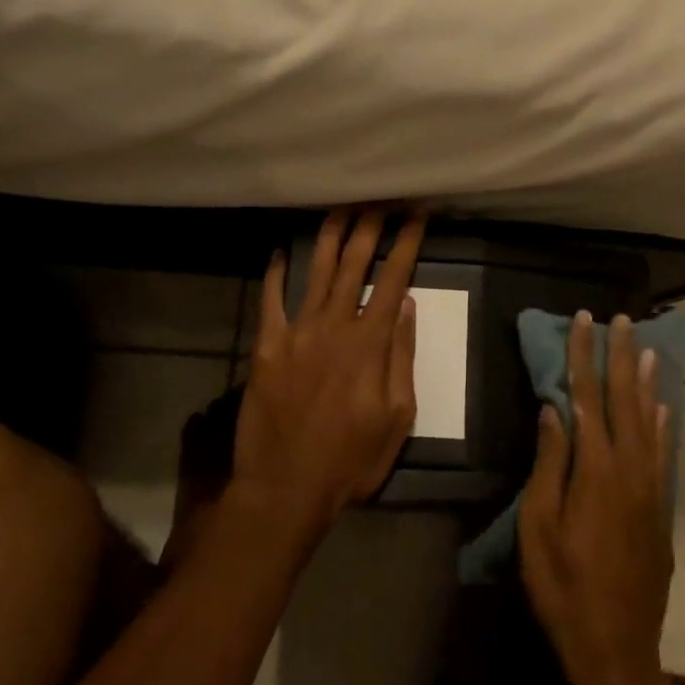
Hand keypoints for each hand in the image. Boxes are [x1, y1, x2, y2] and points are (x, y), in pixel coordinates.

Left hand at [233, 208, 426, 542]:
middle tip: (379, 197)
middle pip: (355, 263)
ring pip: (317, 271)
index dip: (407, 243)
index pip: (393, 278)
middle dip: (370, 225)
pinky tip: (282, 251)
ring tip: (341, 207)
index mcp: (370, 343)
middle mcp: (334, 325)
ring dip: (330, 235)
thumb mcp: (396, 417)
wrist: (285, 488)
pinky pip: (270, 299)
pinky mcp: (266, 345)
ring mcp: (296, 332)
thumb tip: (407, 306)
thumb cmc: (350, 459)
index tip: (417, 215)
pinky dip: (276, 273)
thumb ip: (401, 357)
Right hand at [518, 311, 673, 684]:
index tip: (583, 319)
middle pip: (624, 400)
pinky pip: (662, 453)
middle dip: (620, 356)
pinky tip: (662, 408)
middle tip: (621, 319)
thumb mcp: (538, 526)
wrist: (616, 649)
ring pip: (649, 422)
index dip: (584, 355)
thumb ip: (549, 463)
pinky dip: (662, 424)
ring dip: (645, 382)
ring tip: (646, 349)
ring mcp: (650, 490)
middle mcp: (630, 469)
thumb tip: (554, 409)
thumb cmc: (563, 587)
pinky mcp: (660, 511)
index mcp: (595, 469)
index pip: (587, 396)